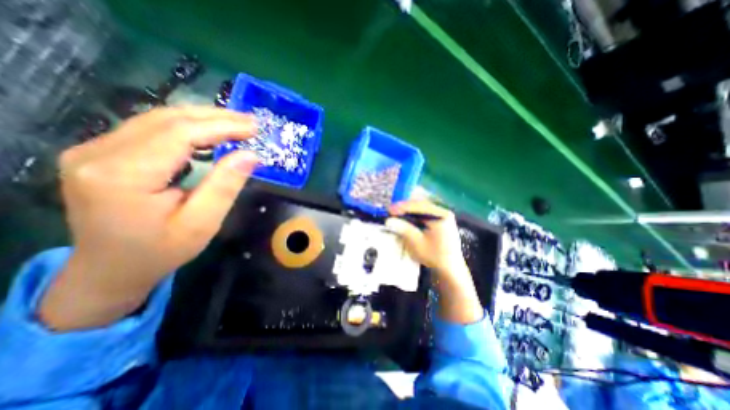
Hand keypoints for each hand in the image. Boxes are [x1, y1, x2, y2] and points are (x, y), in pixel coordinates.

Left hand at [38, 105, 259, 329]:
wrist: (111, 269)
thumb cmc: (162, 251)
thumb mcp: (202, 223)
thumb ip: (225, 186)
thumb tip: (251, 156)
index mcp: (122, 176)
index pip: (179, 134)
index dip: (221, 126)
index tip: (253, 128)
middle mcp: (98, 153)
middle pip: (166, 120)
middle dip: (215, 117)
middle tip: (250, 122)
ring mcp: (94, 150)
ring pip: (158, 119)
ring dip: (202, 118)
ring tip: (236, 124)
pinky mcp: (102, 152)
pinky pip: (151, 129)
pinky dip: (187, 127)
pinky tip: (209, 132)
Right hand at [388, 200, 483, 324]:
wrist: (449, 270)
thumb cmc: (435, 256)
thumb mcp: (417, 243)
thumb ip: (403, 229)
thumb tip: (388, 220)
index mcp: (441, 215)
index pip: (419, 206)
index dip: (403, 207)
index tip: (390, 210)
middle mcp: (442, 212)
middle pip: (420, 205)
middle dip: (404, 208)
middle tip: (390, 211)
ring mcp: (441, 217)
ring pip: (421, 209)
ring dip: (407, 211)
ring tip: (394, 214)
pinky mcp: (438, 222)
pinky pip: (423, 215)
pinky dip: (412, 216)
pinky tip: (404, 218)